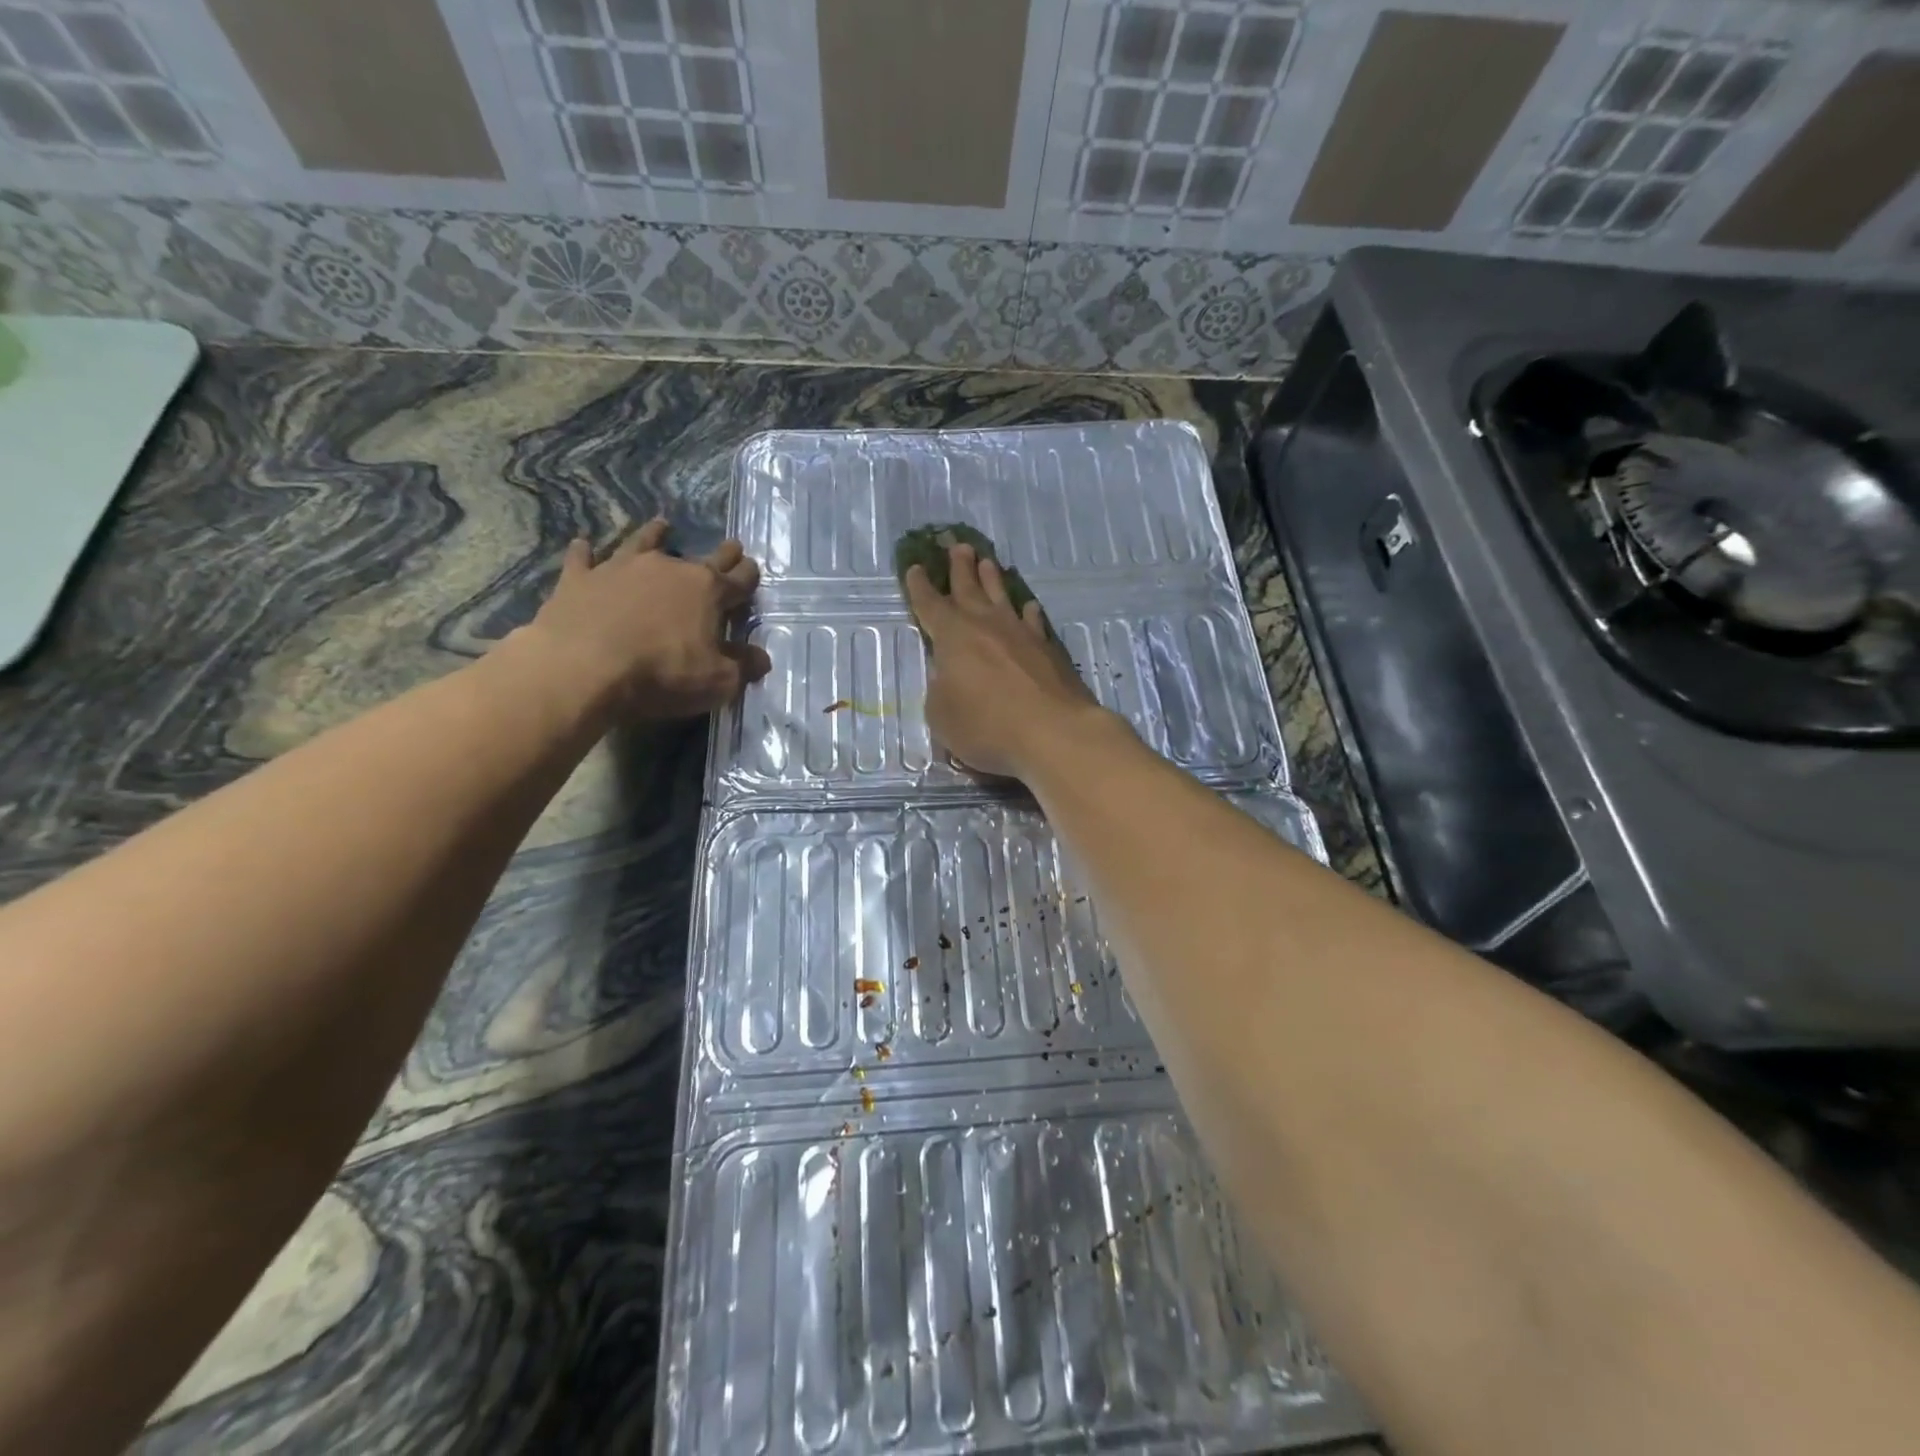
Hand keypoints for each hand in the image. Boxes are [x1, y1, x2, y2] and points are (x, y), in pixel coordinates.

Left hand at [516, 518, 770, 722]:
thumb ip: (742, 667)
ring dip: (654, 534)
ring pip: (643, 543)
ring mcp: (621, 568)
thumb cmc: (662, 673)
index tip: (753, 568)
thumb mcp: (717, 681)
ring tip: (661, 525)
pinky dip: (585, 552)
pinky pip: (584, 559)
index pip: (738, 579)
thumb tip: (762, 658)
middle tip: (731, 545)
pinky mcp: (580, 578)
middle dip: (721, 553)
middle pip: (702, 557)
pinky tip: (583, 545)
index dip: (748, 576)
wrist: (583, 667)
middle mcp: (668, 568)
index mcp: (707, 590)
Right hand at [903, 543, 1108, 779]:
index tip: (915, 567)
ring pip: (1002, 597)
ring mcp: (1020, 633)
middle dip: (960, 567)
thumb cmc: (987, 726)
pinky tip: (1029, 607)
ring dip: (992, 578)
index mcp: (952, 637)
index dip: (920, 587)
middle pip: (969, 588)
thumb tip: (947, 675)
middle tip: (957, 545)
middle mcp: (986, 625)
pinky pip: (1034, 621)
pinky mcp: (1048, 648)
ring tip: (987, 561)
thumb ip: (940, 690)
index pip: (930, 605)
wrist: (1053, 732)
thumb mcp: (943, 716)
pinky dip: (1028, 612)